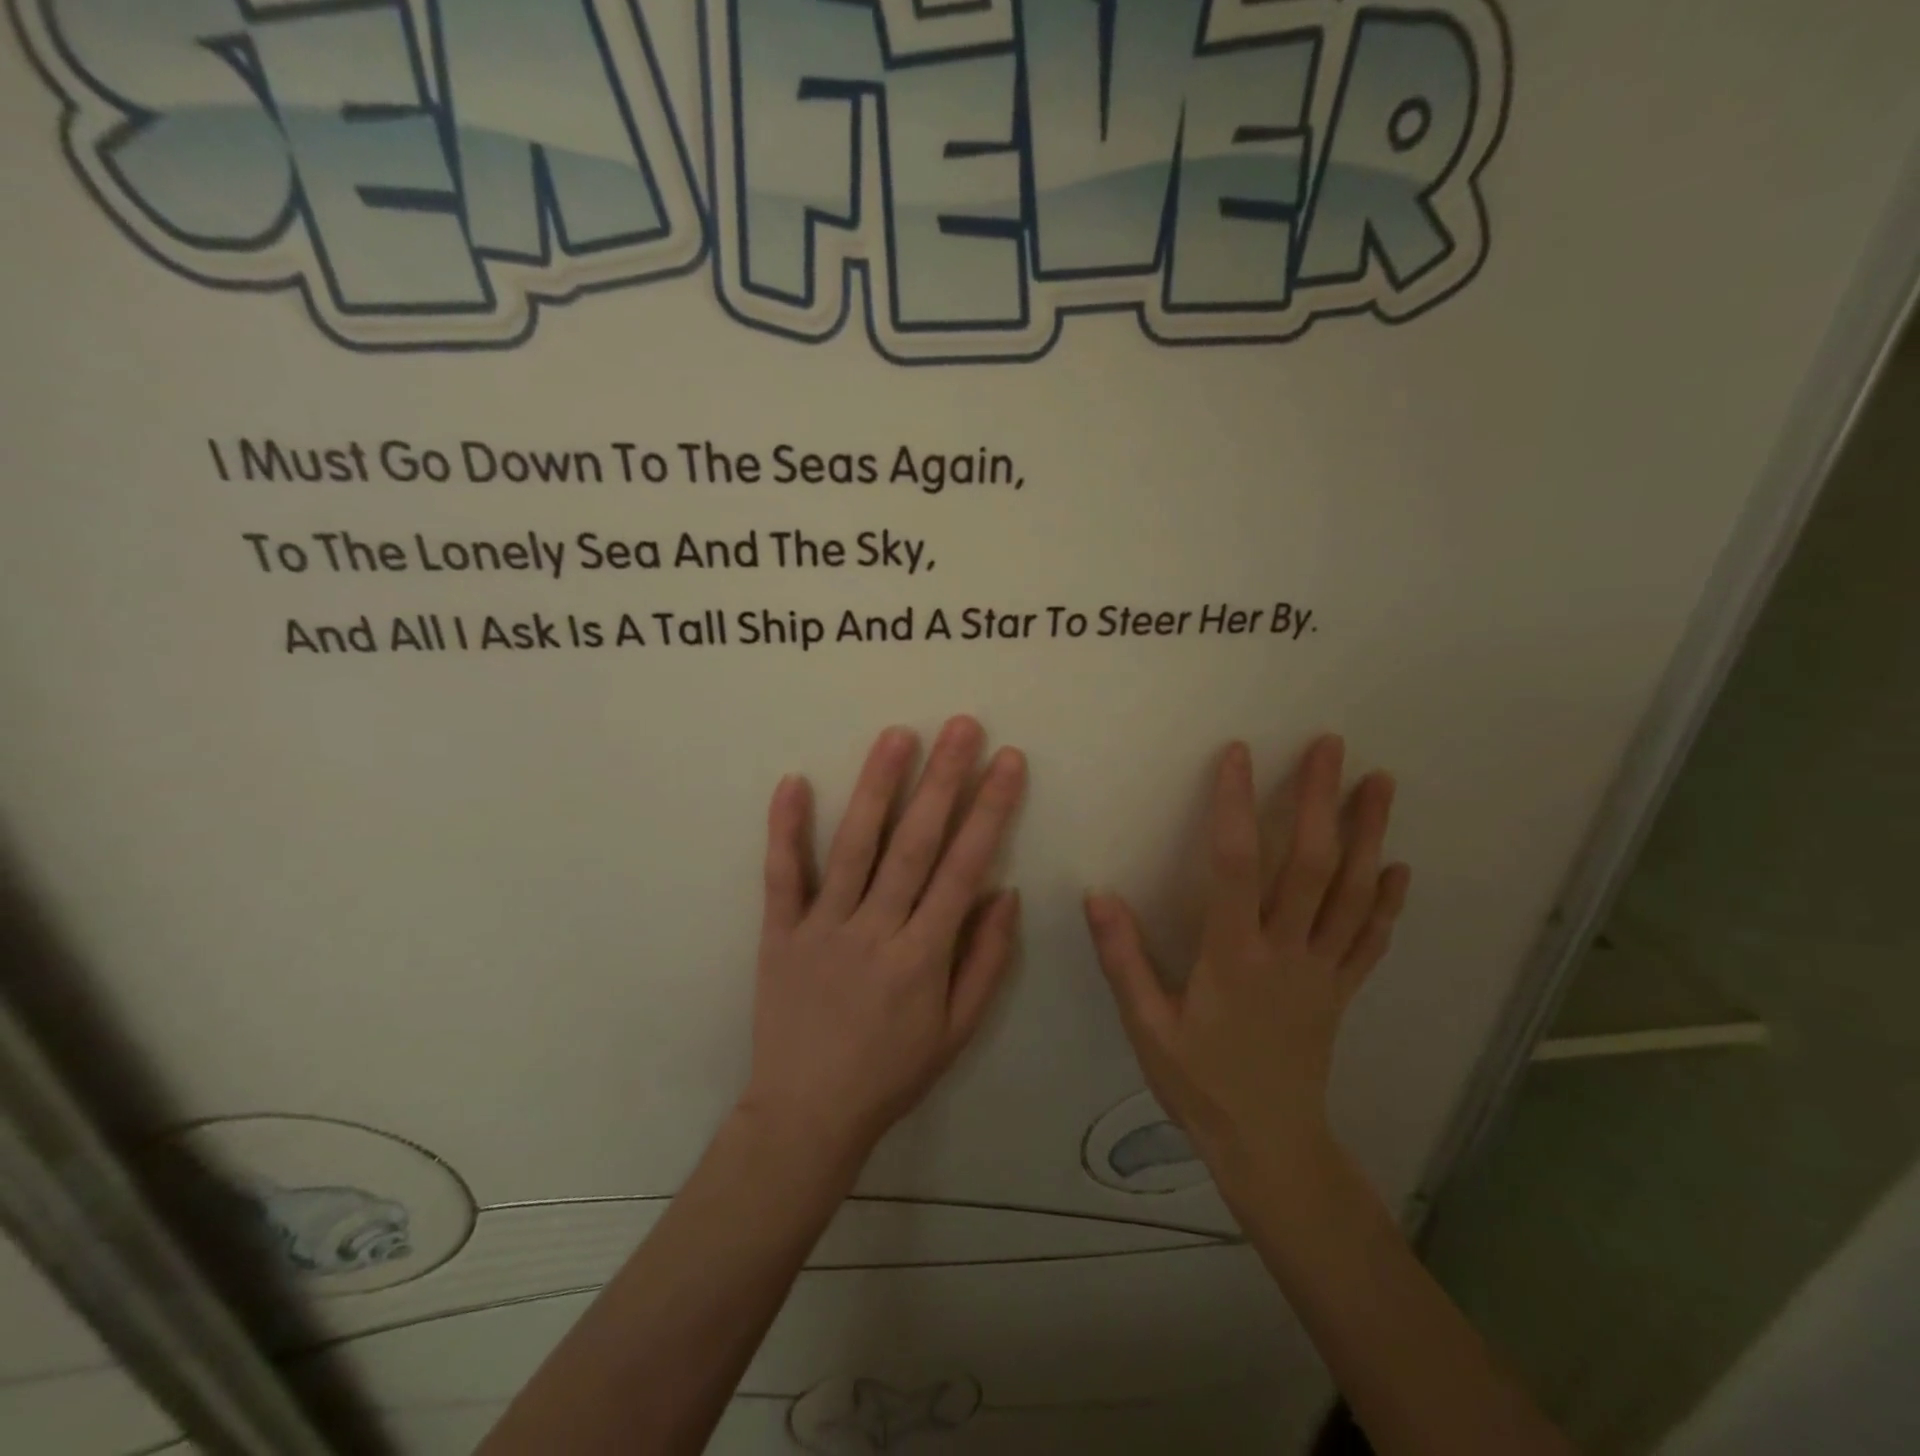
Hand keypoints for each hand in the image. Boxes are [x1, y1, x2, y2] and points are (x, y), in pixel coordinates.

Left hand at [742, 717, 1026, 1166]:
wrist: (806, 1115)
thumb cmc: (891, 1073)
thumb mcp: (957, 1031)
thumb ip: (985, 961)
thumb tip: (1005, 892)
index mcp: (923, 955)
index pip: (964, 867)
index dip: (989, 810)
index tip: (1007, 762)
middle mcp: (875, 930)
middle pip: (915, 843)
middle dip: (943, 780)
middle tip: (961, 725)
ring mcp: (822, 928)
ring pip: (854, 846)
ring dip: (877, 787)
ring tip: (897, 735)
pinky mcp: (779, 933)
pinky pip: (782, 876)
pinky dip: (785, 829)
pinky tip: (793, 781)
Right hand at [1085, 735, 1410, 1188]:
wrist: (1268, 1146)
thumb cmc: (1199, 1084)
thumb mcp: (1147, 1027)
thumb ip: (1123, 959)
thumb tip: (1098, 894)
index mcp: (1233, 955)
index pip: (1234, 865)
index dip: (1234, 805)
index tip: (1238, 754)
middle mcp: (1285, 951)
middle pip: (1309, 865)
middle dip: (1320, 800)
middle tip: (1332, 746)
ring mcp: (1322, 970)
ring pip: (1351, 892)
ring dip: (1369, 834)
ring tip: (1381, 783)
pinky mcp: (1340, 990)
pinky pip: (1369, 939)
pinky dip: (1385, 901)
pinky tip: (1396, 868)